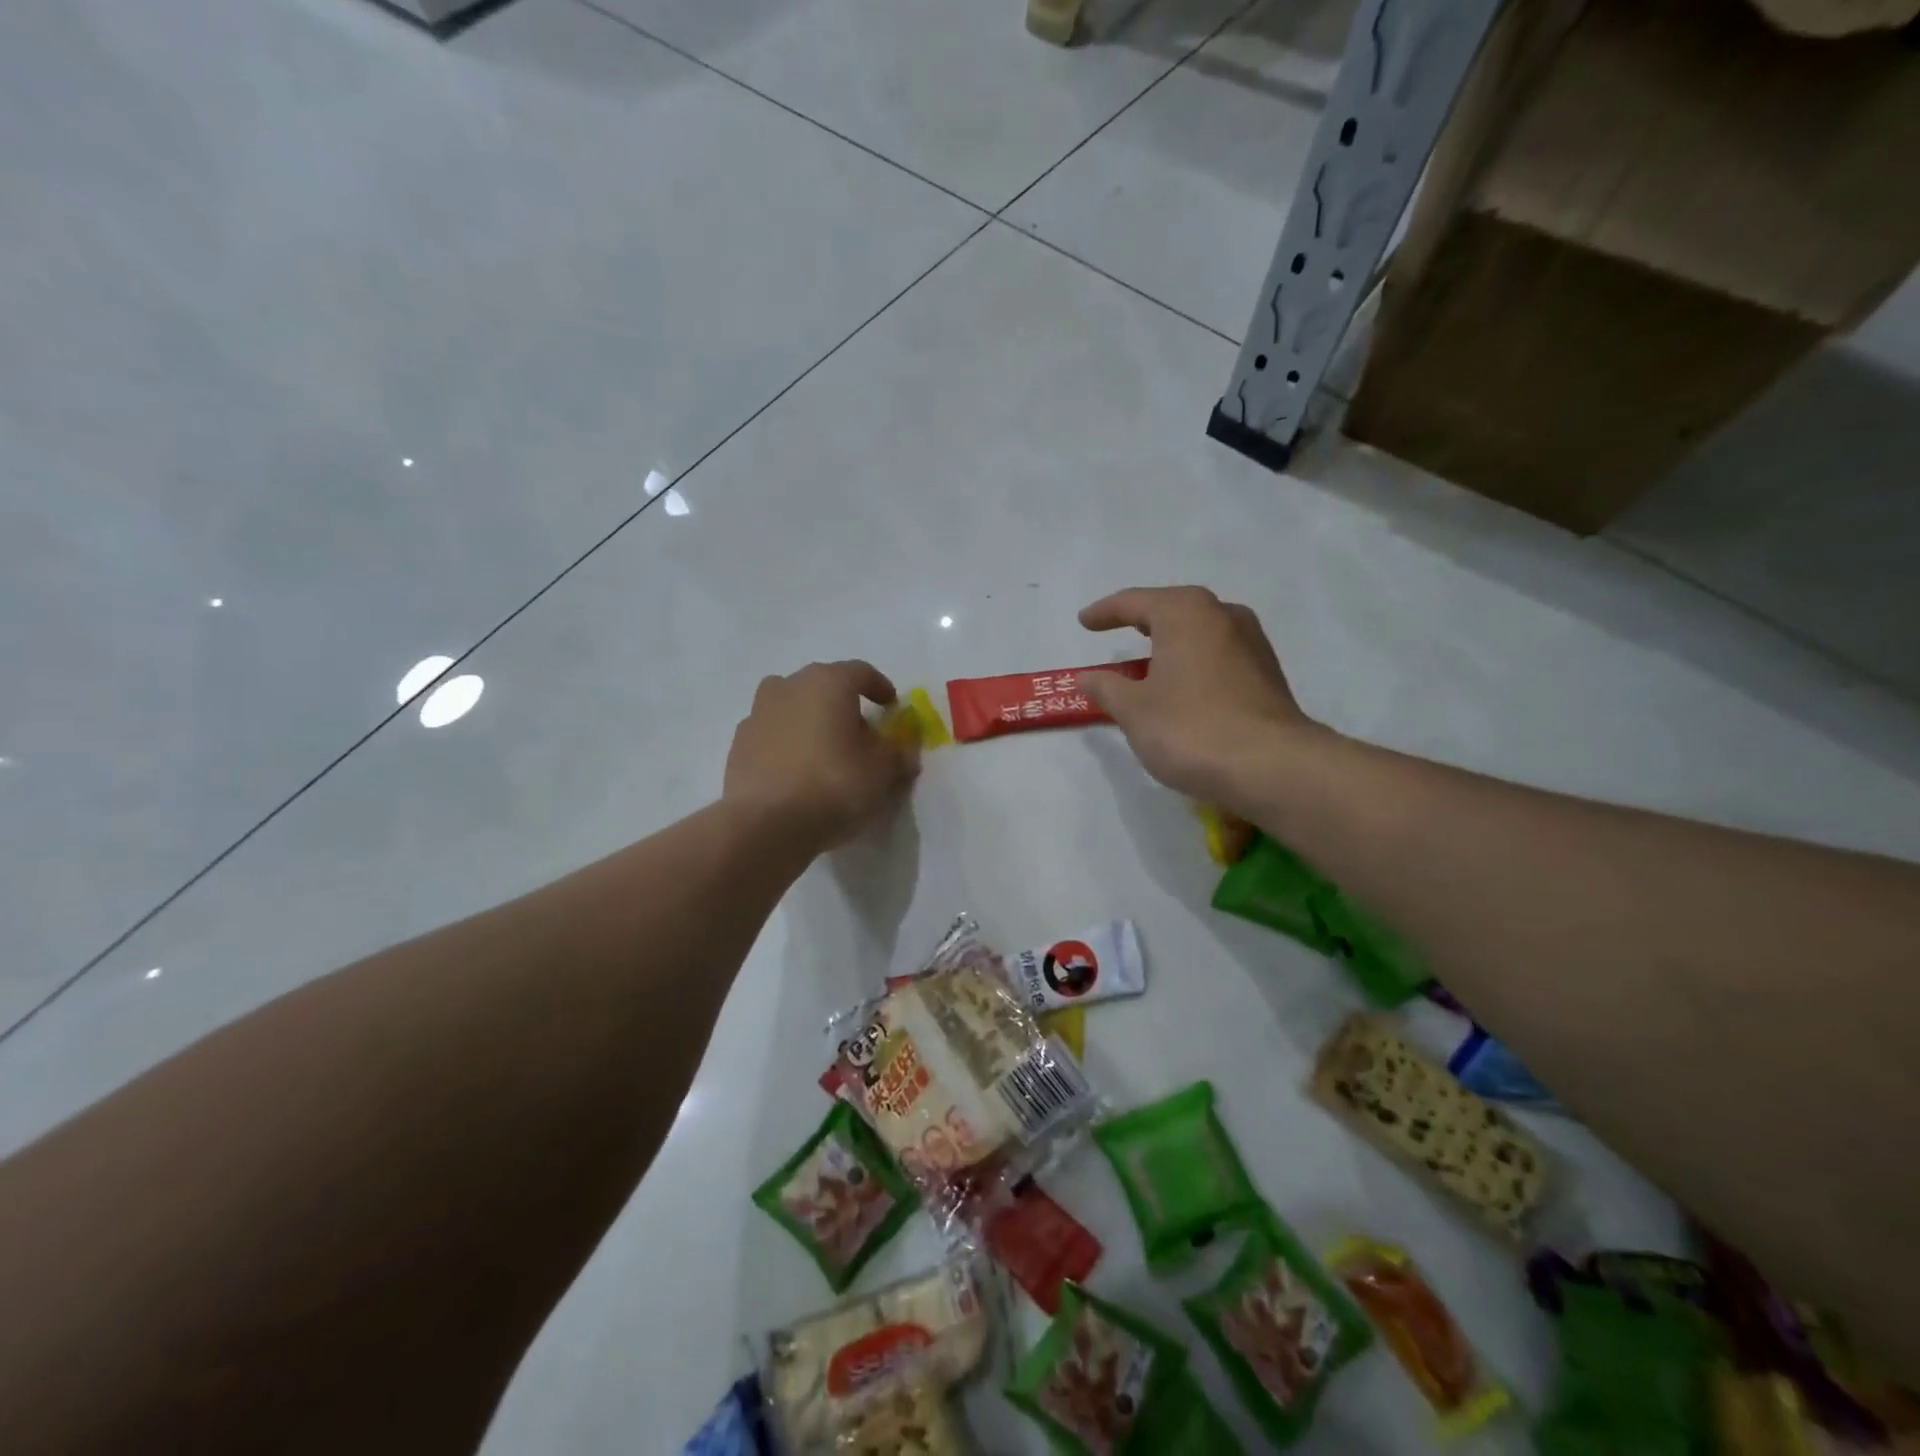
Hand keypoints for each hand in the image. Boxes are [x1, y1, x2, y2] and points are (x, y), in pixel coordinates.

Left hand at [724, 660, 918, 849]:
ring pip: (792, 706)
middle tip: (859, 732)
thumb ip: (897, 753)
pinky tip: (797, 771)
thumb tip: (903, 748)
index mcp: (828, 682)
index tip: (891, 707)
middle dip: (843, 703)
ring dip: (810, 720)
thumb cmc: (834, 785)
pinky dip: (787, 743)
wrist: (766, 824)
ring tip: (825, 749)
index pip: (860, 672)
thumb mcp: (883, 772)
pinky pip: (772, 734)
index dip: (880, 687)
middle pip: (822, 685)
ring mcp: (758, 713)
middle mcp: (789, 687)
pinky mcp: (739, 744)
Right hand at [1079, 586, 1320, 805]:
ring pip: (1199, 633)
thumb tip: (1087, 677)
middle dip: (1142, 621)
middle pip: (1172, 610)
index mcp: (1185, 613)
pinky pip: (1217, 656)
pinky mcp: (1267, 673)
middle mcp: (1223, 615)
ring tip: (1147, 664)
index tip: (1084, 621)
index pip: (1134, 602)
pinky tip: (1182, 687)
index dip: (1105, 612)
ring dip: (1171, 644)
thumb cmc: (1189, 728)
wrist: (1271, 767)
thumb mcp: (1133, 710)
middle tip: (1116, 631)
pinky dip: (1193, 664)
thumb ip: (1106, 688)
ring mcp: (1251, 643)